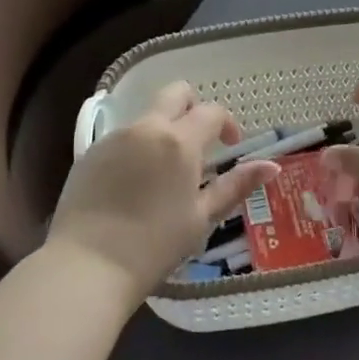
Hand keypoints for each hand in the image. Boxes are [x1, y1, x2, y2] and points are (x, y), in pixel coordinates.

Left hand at [45, 81, 277, 301]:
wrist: (86, 266)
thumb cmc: (153, 246)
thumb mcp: (201, 218)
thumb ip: (235, 186)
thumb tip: (272, 166)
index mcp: (179, 141)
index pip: (211, 111)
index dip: (227, 123)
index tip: (231, 146)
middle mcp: (146, 128)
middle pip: (175, 93)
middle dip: (193, 106)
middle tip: (200, 140)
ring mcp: (114, 138)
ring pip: (147, 116)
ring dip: (163, 130)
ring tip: (165, 173)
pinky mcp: (89, 154)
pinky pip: (122, 138)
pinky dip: (137, 148)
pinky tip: (134, 186)